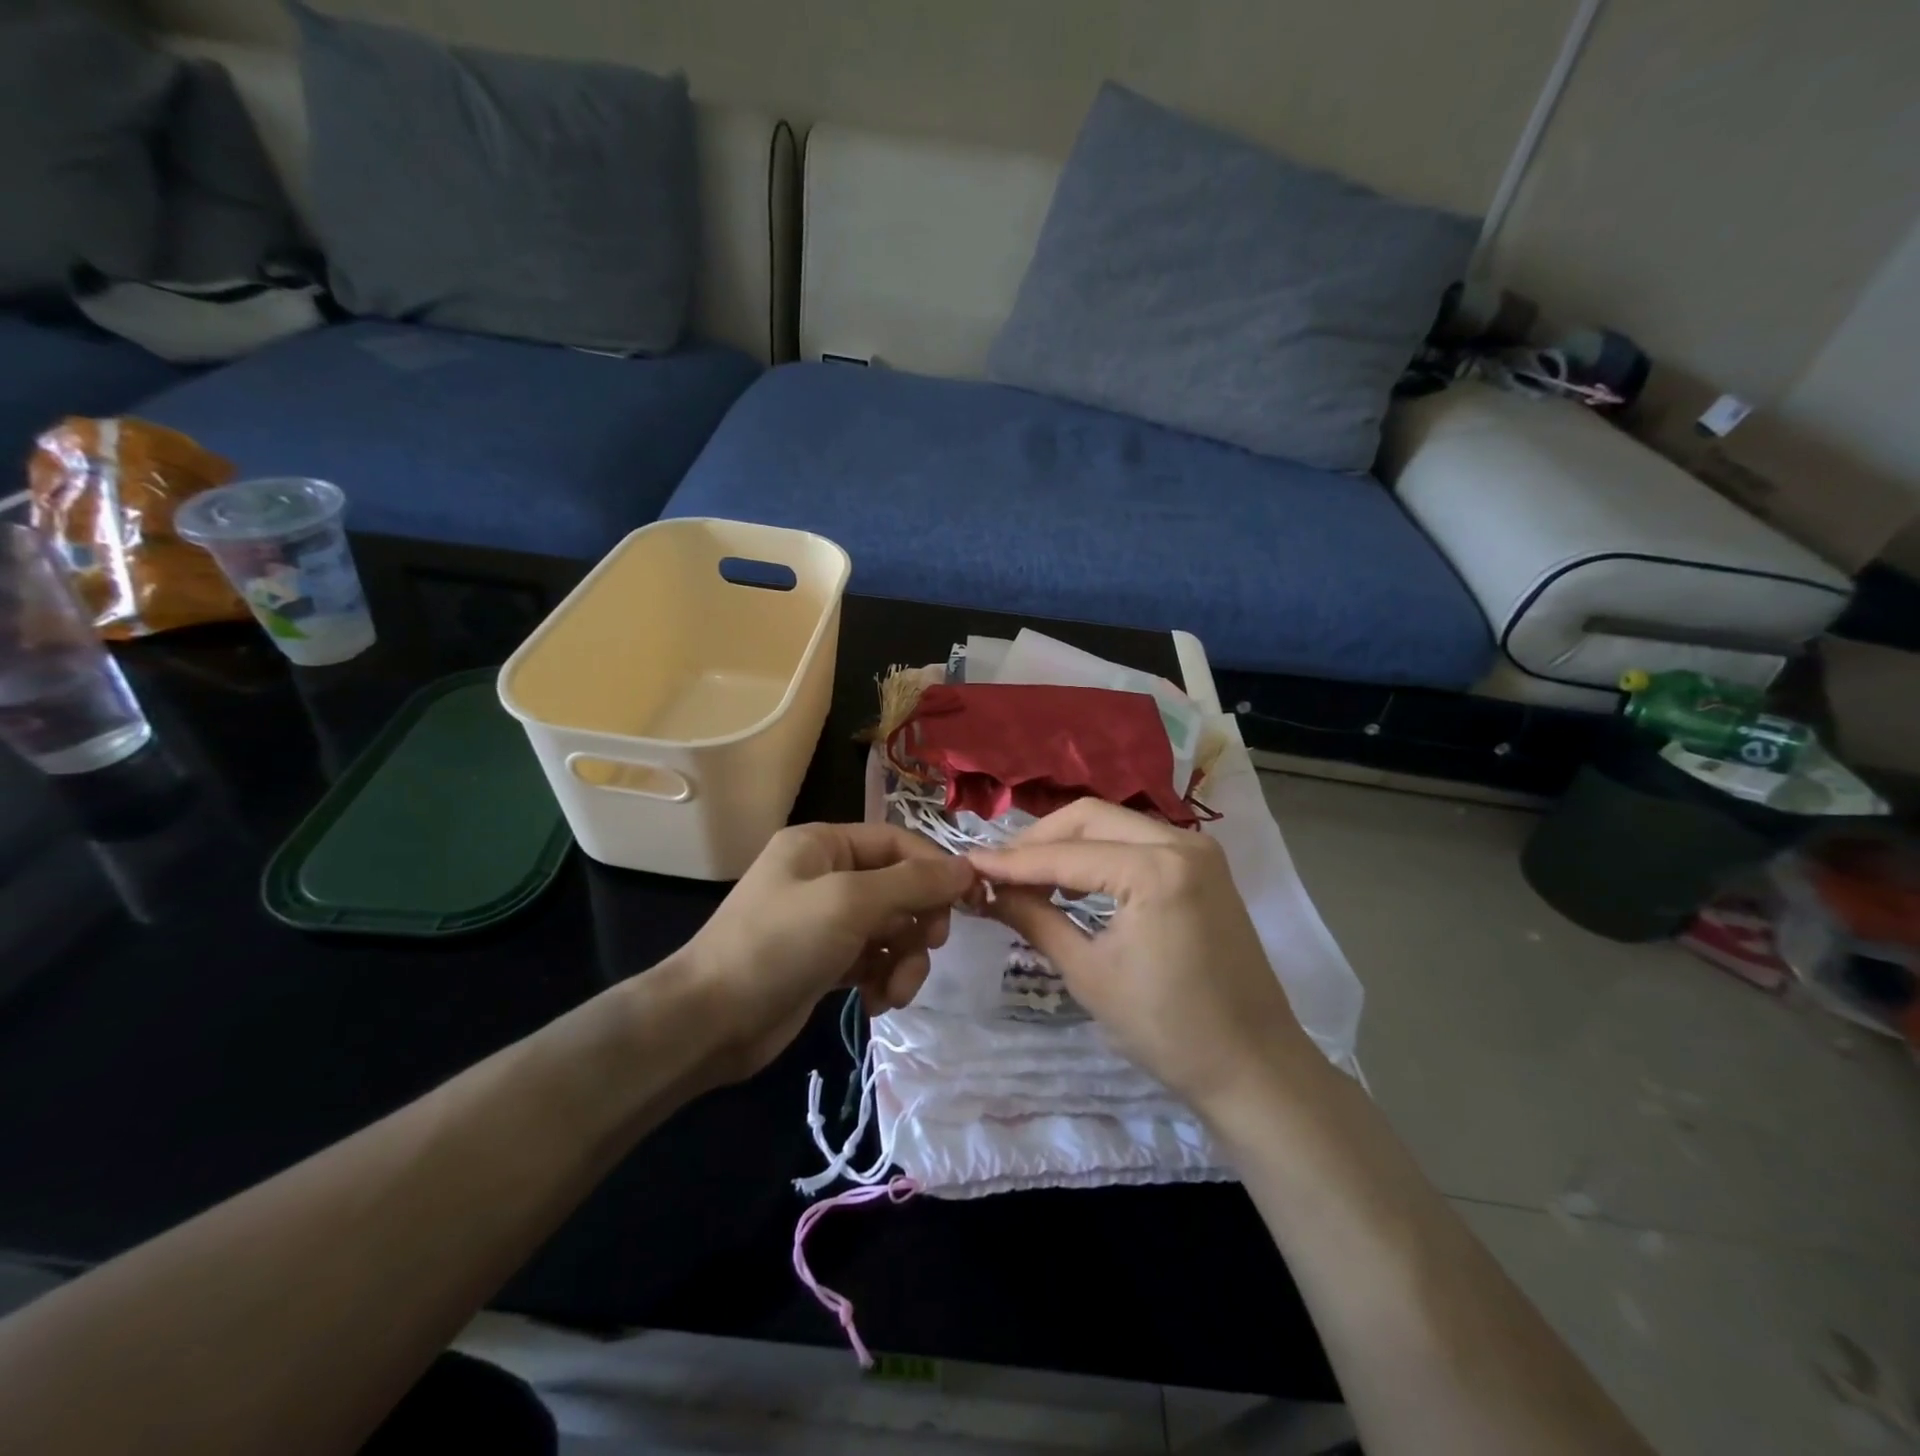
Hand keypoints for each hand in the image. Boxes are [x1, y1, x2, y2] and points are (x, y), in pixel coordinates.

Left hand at [675, 823, 975, 1083]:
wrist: (710, 1022)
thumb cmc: (780, 944)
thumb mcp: (850, 902)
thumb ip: (913, 883)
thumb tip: (968, 869)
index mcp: (823, 844)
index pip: (897, 842)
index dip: (934, 868)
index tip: (968, 901)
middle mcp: (825, 875)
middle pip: (898, 887)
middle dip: (918, 921)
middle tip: (929, 947)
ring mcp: (824, 922)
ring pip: (890, 929)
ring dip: (904, 960)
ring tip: (896, 991)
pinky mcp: (824, 963)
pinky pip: (873, 961)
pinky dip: (883, 979)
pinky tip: (875, 1002)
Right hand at [968, 800, 1316, 1119]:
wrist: (1254, 1067)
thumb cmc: (1167, 1030)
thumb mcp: (1089, 973)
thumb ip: (1035, 919)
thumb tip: (986, 891)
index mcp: (1155, 869)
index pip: (1065, 855)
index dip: (1011, 862)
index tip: (967, 866)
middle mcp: (1181, 841)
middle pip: (1090, 817)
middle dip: (1039, 840)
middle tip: (998, 870)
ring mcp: (1198, 849)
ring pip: (1114, 823)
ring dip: (1068, 843)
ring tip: (1029, 877)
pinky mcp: (1205, 865)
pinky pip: (1139, 840)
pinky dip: (1101, 852)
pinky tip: (1075, 881)